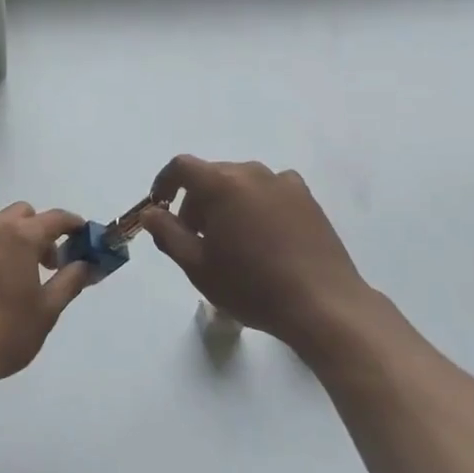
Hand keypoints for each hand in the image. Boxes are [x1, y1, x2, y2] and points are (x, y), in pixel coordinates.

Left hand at [0, 204, 90, 387]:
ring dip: (11, 242)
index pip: (55, 218)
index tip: (84, 237)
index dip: (73, 225)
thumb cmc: (5, 332)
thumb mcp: (47, 310)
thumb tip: (87, 264)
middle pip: (22, 216)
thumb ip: (71, 280)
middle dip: (39, 232)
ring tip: (14, 280)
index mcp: (18, 236)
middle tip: (47, 265)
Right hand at [140, 156, 374, 358]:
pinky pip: (270, 192)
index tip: (160, 206)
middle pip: (212, 176)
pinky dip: (258, 206)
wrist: (323, 304)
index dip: (165, 182)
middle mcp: (252, 172)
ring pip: (242, 184)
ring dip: (228, 203)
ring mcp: (284, 183)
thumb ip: (167, 233)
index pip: (182, 167)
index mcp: (222, 184)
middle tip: (196, 239)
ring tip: (232, 242)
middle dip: (197, 201)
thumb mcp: (197, 266)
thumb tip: (151, 212)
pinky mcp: (308, 199)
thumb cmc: (251, 286)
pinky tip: (264, 238)